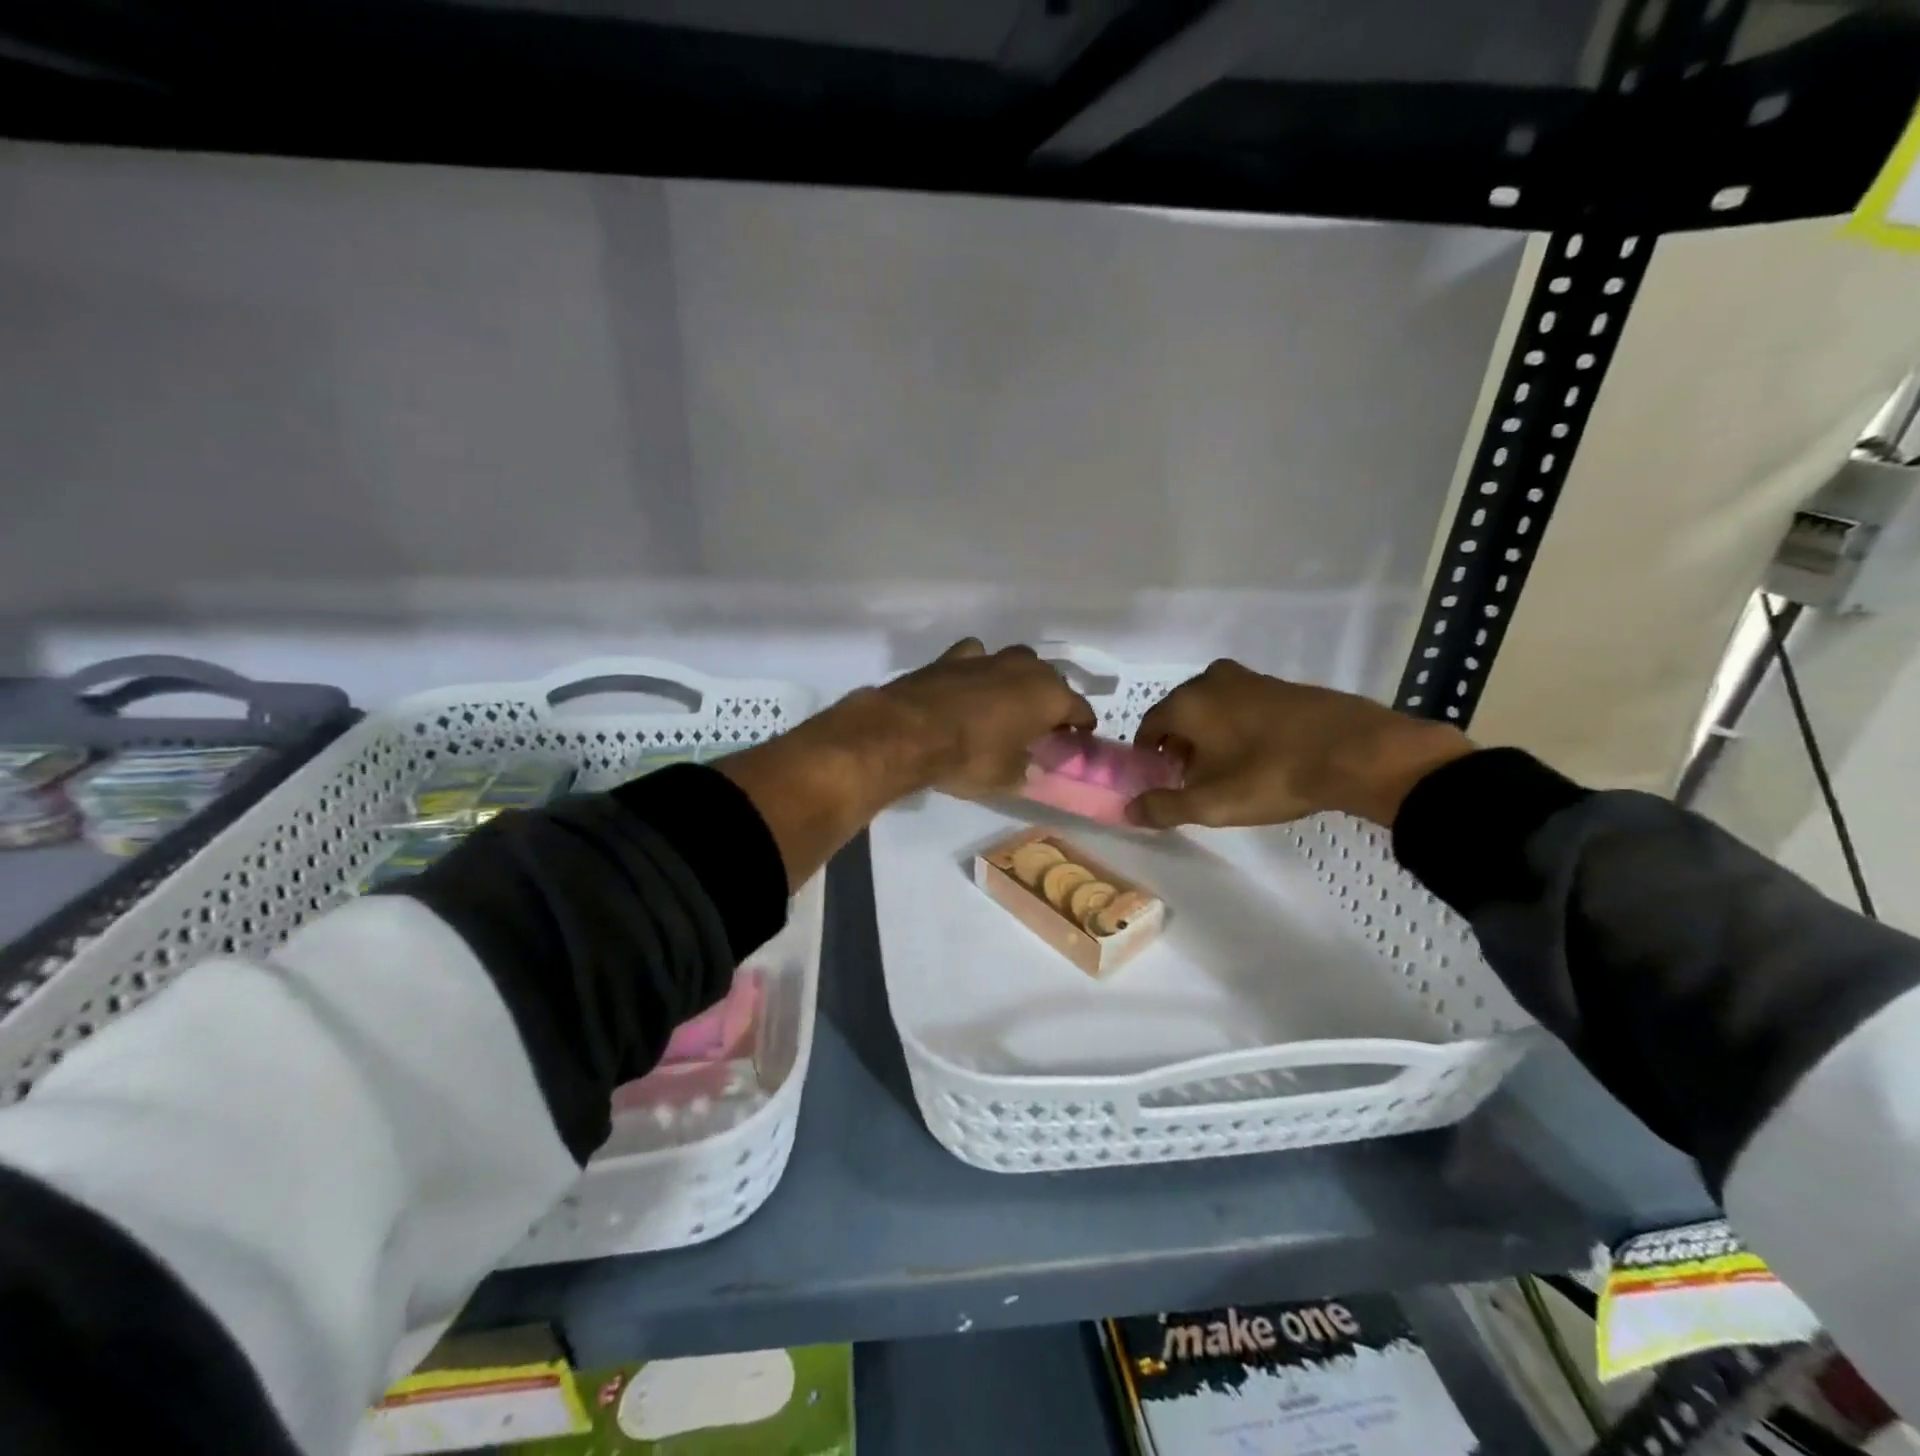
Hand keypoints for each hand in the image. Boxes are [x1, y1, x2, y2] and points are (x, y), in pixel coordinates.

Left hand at [875, 639, 1095, 798]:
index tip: (1079, 738)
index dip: (1082, 725)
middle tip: (1043, 724)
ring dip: (1017, 680)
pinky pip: (978, 658)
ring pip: (1016, 662)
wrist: (909, 732)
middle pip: (1050, 680)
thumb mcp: (1005, 777)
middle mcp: (1025, 668)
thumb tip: (1029, 767)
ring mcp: (989, 657)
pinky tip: (970, 685)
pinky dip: (979, 670)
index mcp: (1049, 696)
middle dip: (1051, 699)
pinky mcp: (953, 656)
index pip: (1080, 709)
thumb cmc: (969, 757)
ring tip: (1008, 702)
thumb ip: (1024, 769)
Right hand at [1124, 659, 1472, 829]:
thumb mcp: (1211, 803)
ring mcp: (1250, 679)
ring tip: (1227, 772)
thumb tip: (1128, 811)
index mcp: (1187, 702)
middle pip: (1180, 716)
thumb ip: (1163, 807)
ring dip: (1209, 738)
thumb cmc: (1271, 775)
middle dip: (1179, 747)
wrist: (1358, 752)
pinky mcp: (1282, 686)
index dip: (1148, 757)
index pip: (1148, 727)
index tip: (1160, 782)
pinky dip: (1238, 728)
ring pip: (1212, 710)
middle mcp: (1212, 680)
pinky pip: (1242, 707)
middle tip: (1193, 781)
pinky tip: (1258, 757)